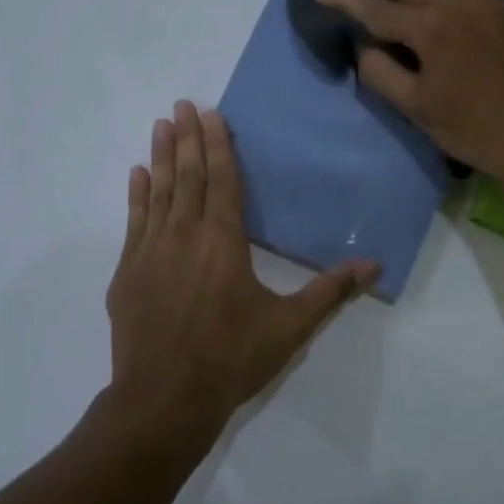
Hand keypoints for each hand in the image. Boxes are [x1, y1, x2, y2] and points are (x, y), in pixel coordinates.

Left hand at [105, 101, 378, 432]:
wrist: (164, 399)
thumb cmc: (231, 358)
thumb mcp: (290, 326)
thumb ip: (330, 291)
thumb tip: (374, 265)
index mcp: (224, 241)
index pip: (223, 180)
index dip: (218, 144)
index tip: (210, 113)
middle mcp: (185, 235)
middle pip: (188, 176)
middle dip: (187, 137)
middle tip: (182, 103)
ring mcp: (150, 252)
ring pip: (159, 191)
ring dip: (161, 156)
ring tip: (160, 125)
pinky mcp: (128, 272)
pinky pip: (134, 221)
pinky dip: (137, 195)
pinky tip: (137, 174)